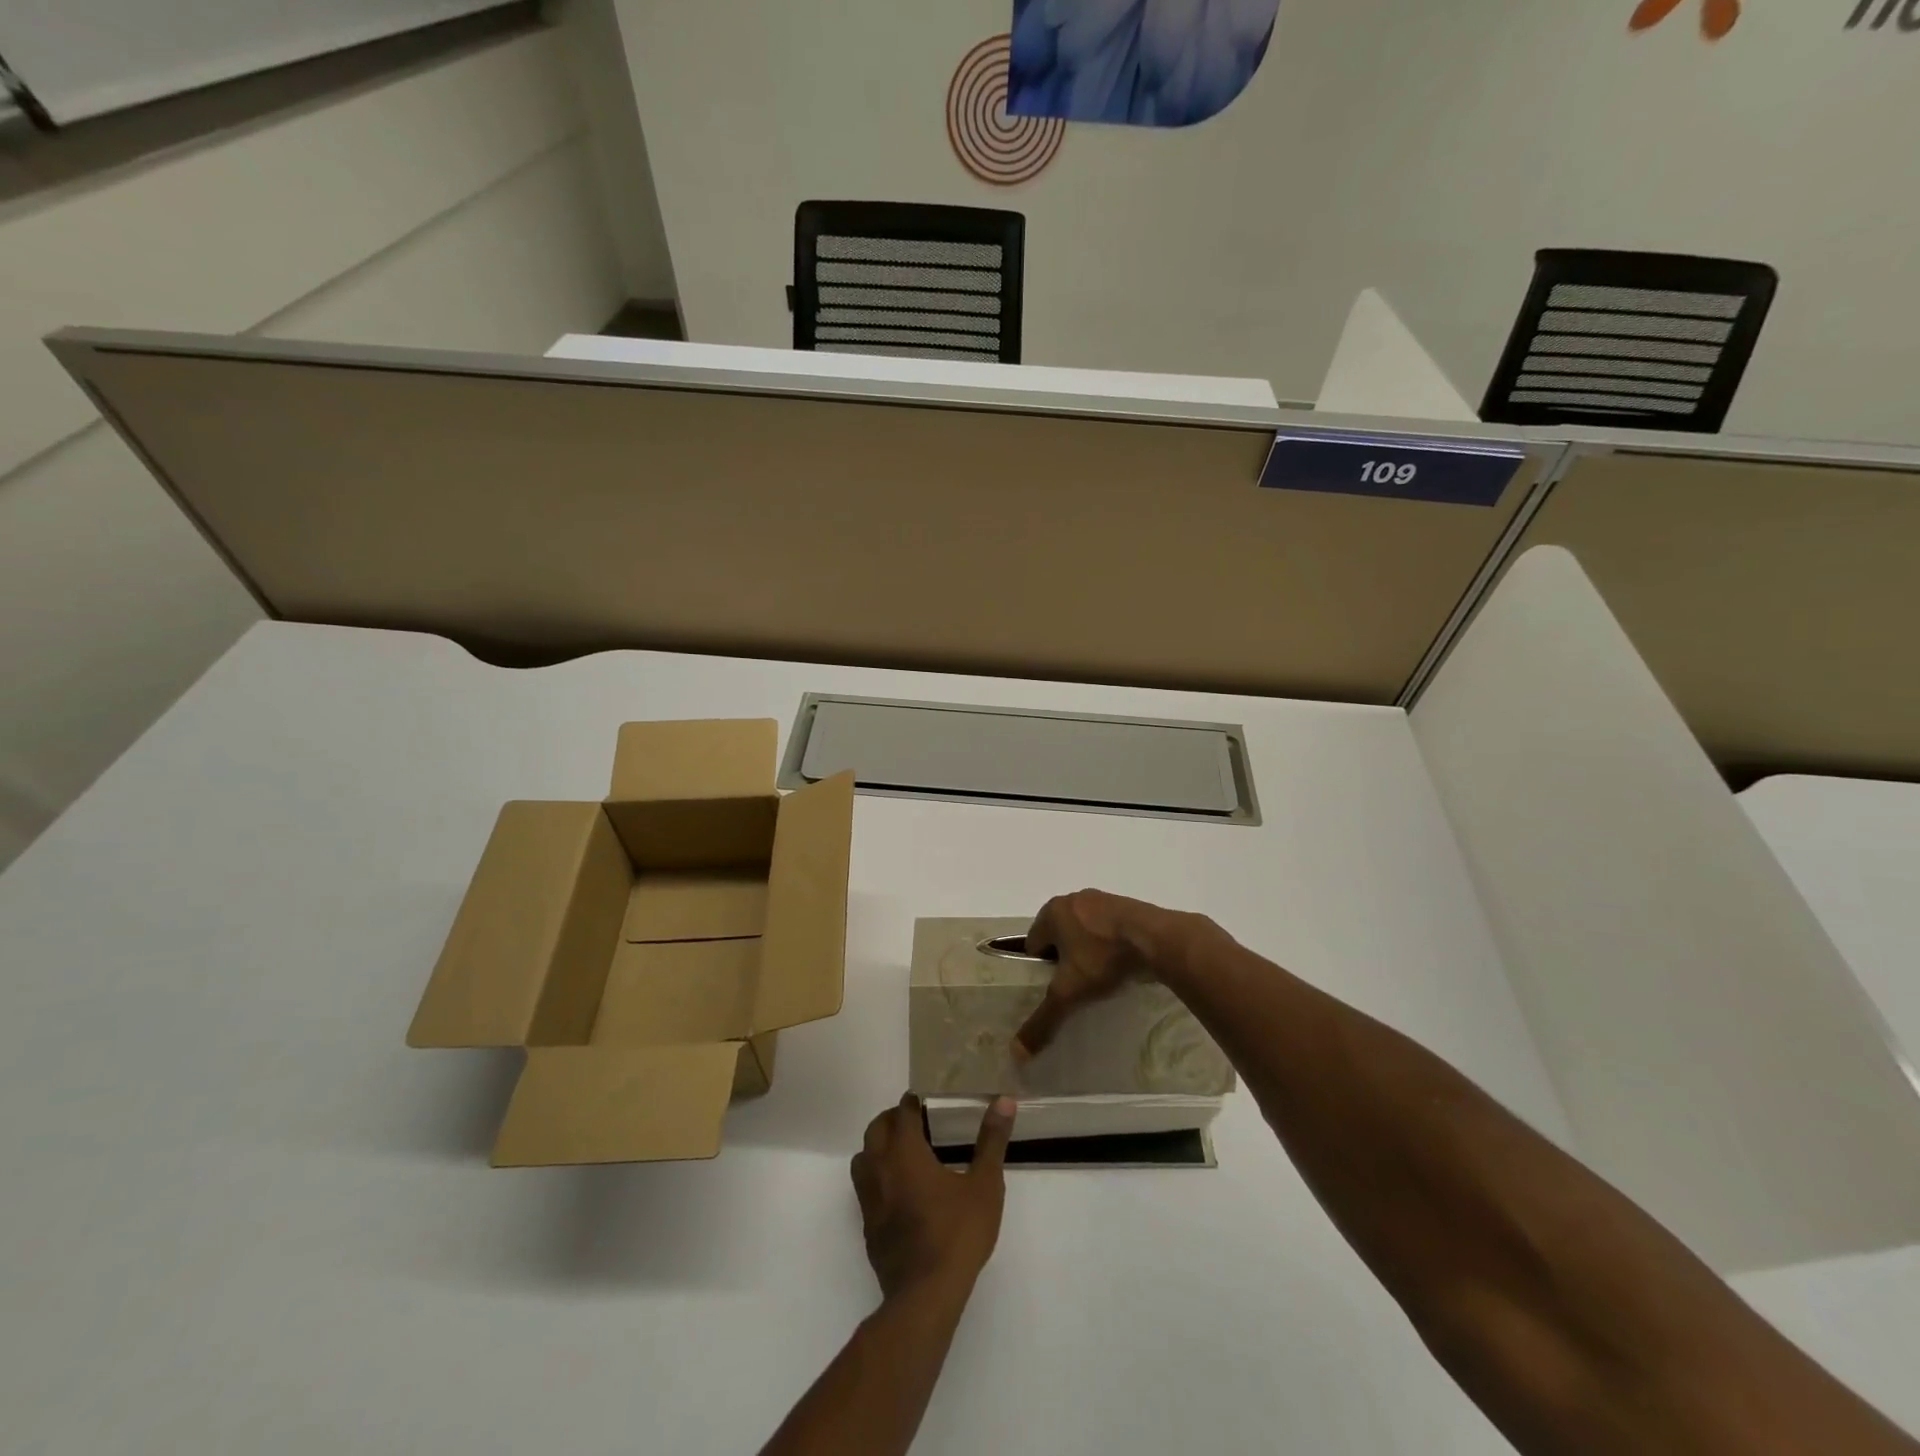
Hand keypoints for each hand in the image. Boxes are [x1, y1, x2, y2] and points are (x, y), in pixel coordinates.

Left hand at [851, 1094, 1015, 1300]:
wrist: (925, 1296)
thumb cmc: (957, 1234)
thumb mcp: (985, 1185)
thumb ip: (992, 1140)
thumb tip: (1004, 1100)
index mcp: (905, 1153)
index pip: (902, 1113)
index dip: (912, 1103)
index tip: (925, 1101)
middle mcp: (880, 1169)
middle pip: (876, 1130)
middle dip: (892, 1120)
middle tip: (915, 1123)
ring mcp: (869, 1200)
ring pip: (862, 1158)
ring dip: (877, 1148)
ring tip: (903, 1153)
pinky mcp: (867, 1227)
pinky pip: (864, 1190)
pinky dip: (876, 1179)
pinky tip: (897, 1193)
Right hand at [1016, 889, 1189, 1058]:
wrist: (1157, 939)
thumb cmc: (1103, 958)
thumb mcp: (1069, 993)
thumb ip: (1043, 1020)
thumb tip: (1017, 1054)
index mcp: (1051, 912)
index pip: (1032, 945)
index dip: (1039, 970)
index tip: (1054, 990)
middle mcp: (1072, 899)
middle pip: (1057, 936)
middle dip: (1063, 959)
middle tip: (1076, 986)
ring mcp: (1100, 899)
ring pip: (1083, 931)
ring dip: (1086, 950)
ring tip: (1099, 978)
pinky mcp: (1125, 904)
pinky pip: (1106, 928)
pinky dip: (1108, 944)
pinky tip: (1119, 963)